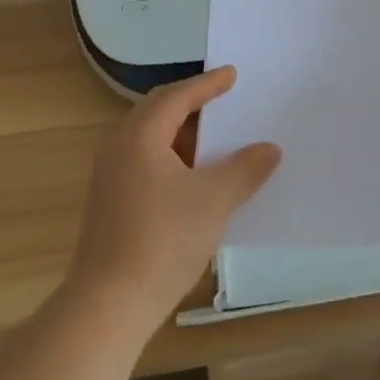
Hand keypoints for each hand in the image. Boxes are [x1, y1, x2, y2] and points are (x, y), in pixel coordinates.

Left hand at [67, 67, 281, 322]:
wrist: (108, 305)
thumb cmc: (163, 241)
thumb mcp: (214, 200)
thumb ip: (245, 169)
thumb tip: (270, 149)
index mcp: (140, 136)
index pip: (177, 96)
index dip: (207, 84)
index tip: (231, 74)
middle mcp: (119, 148)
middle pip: (158, 111)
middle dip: (192, 103)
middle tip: (223, 98)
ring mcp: (110, 176)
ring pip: (150, 138)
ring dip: (183, 133)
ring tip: (215, 138)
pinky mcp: (110, 202)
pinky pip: (145, 161)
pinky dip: (172, 156)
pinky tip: (195, 177)